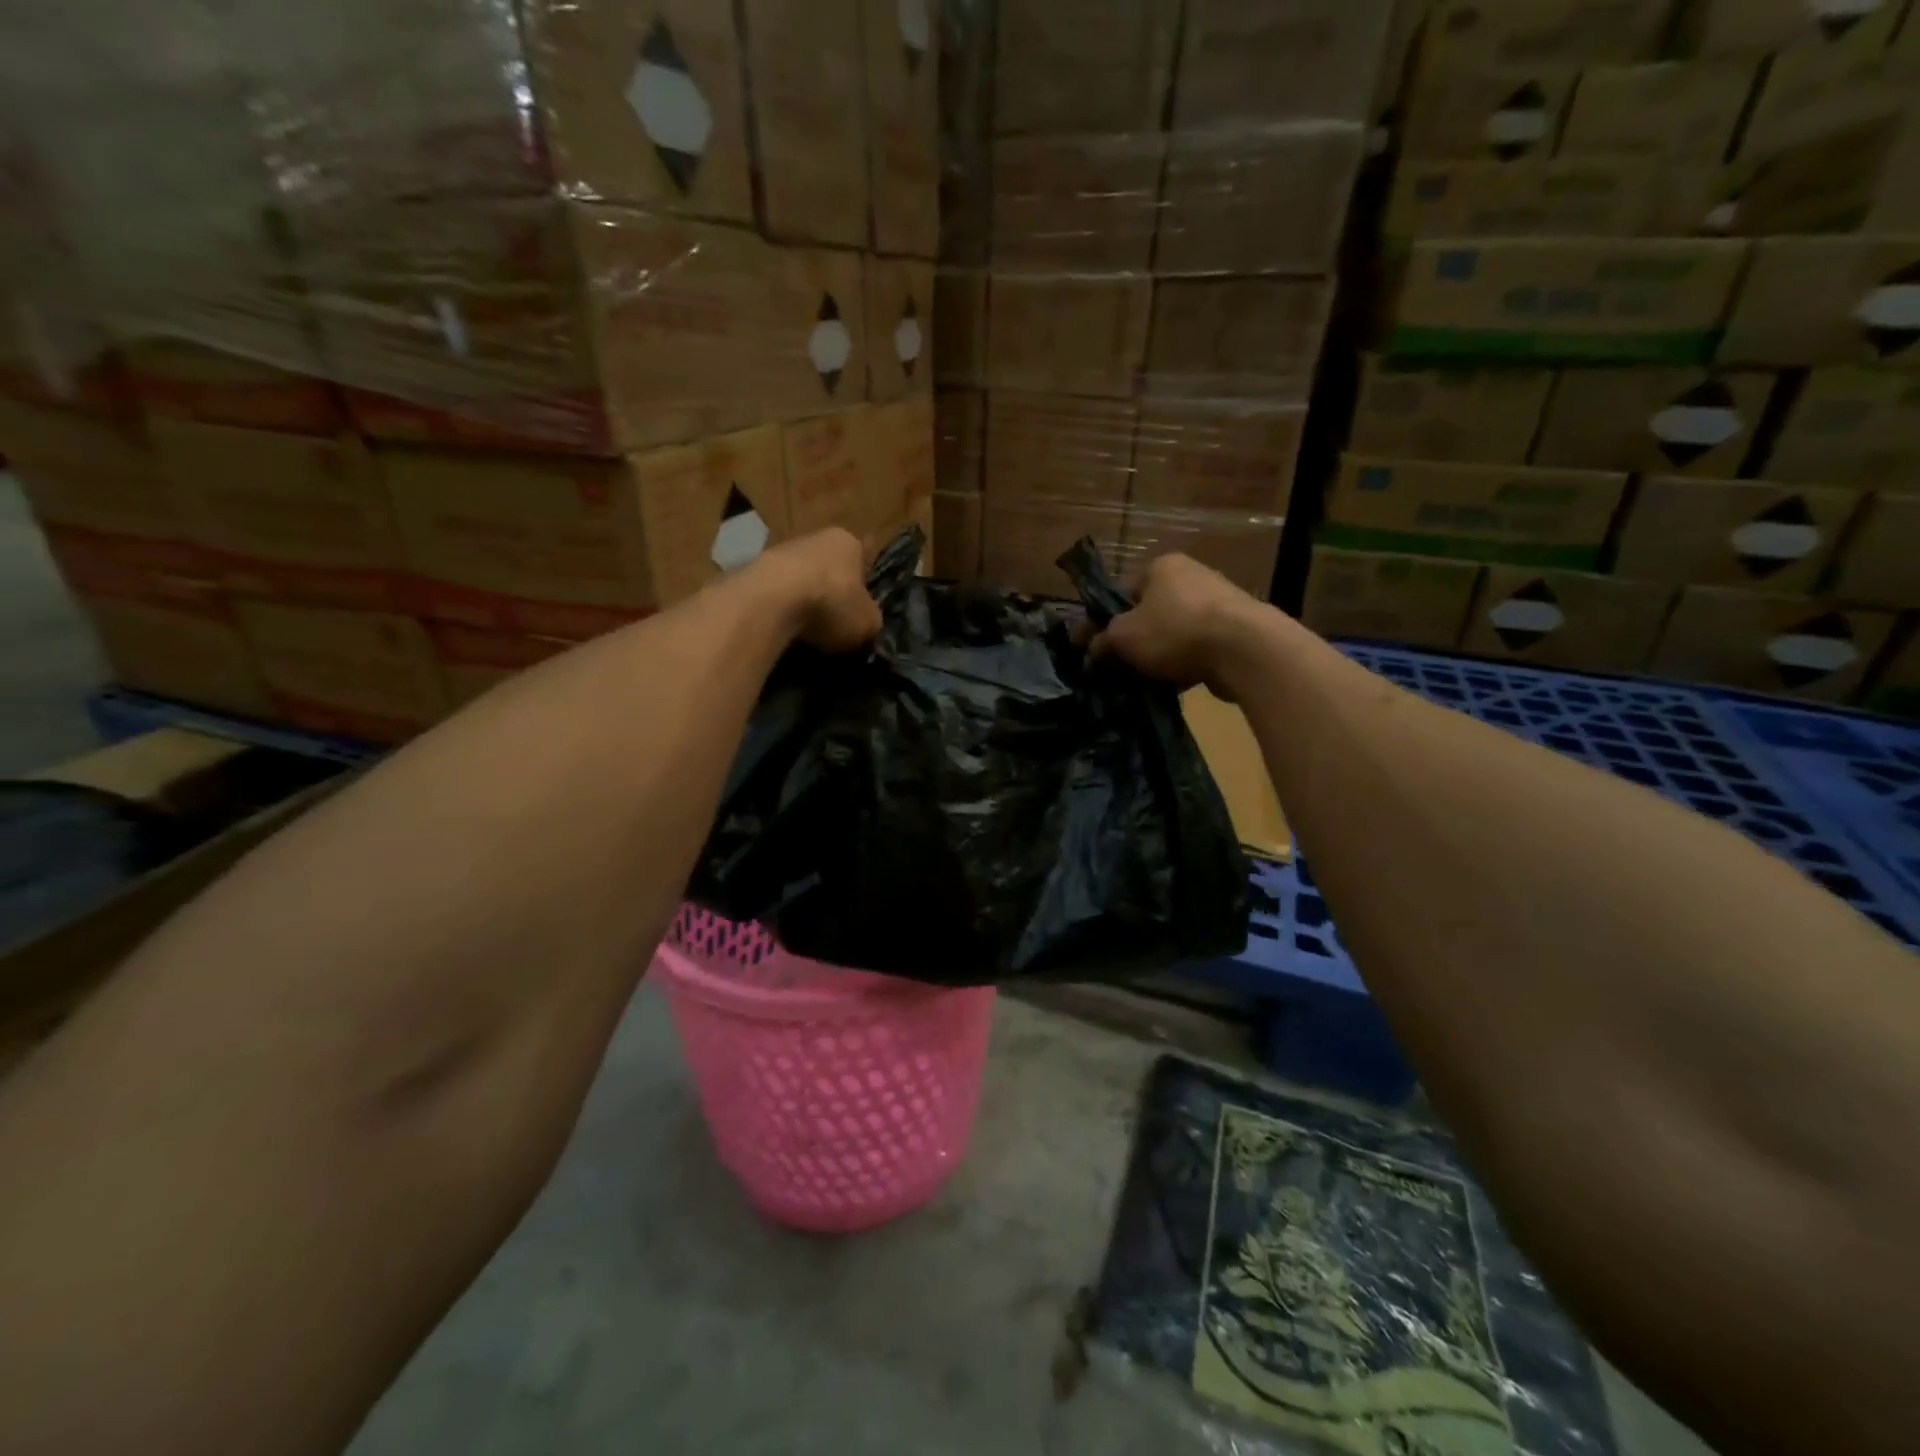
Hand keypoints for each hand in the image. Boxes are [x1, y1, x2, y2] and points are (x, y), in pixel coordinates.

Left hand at [760, 528, 881, 652]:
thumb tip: (866, 627)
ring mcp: (779, 550)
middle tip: (833, 626)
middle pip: (828, 569)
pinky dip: (778, 609)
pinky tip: (780, 629)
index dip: (862, 590)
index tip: (858, 613)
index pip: (862, 563)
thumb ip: (870, 622)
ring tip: (804, 632)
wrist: (770, 600)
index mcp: (848, 542)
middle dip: (830, 594)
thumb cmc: (831, 603)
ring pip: (798, 579)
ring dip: (801, 601)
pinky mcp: (751, 568)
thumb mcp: (868, 623)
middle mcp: (814, 537)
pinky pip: (773, 593)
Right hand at [1091, 553, 1258, 693]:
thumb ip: (1102, 642)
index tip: (1089, 648)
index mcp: (1161, 566)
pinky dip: (1183, 665)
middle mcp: (1191, 576)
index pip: (1120, 592)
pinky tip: (1173, 685)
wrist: (1244, 650)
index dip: (1101, 621)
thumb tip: (1092, 651)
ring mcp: (1218, 603)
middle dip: (1130, 641)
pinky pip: (1197, 649)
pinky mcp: (1236, 631)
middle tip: (1115, 667)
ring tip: (1143, 682)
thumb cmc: (1174, 631)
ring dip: (1156, 656)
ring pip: (1172, 633)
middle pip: (1148, 613)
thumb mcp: (1123, 637)